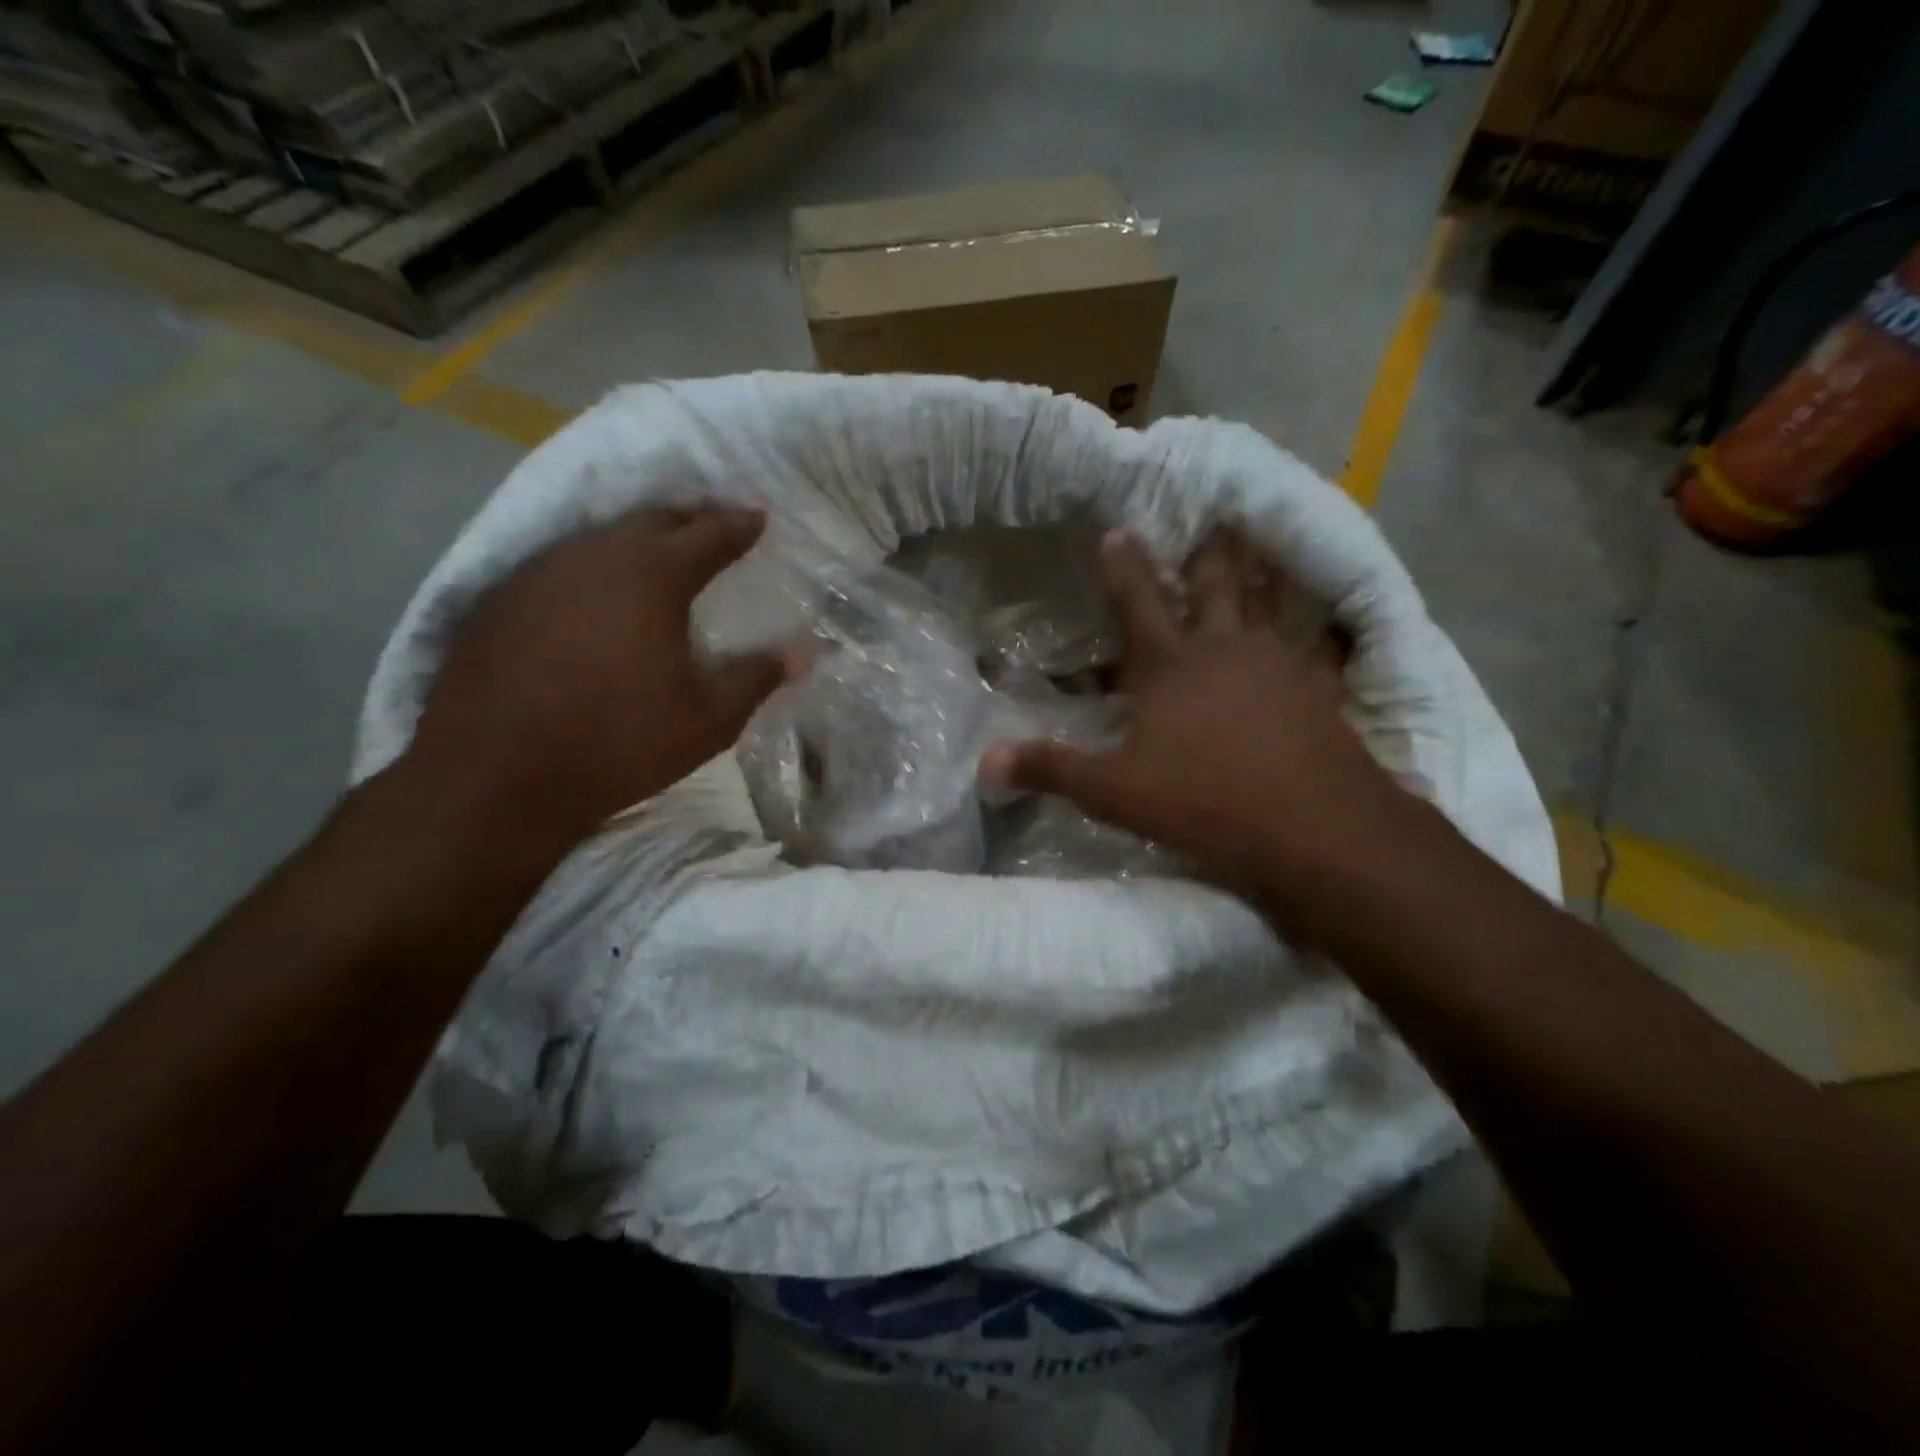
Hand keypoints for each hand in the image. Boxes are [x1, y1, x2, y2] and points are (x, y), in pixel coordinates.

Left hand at [404, 507, 785, 846]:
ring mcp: (538, 572)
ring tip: (660, 551)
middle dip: (690, 518)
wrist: (496, 776)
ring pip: (600, 536)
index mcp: (651, 576)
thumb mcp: (708, 718)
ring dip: (637, 538)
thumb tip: (804, 652)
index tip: (759, 516)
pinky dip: (592, 565)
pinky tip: (595, 591)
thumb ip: (757, 677)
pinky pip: (560, 563)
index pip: (708, 534)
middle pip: (652, 519)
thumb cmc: (618, 742)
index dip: (738, 524)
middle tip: (715, 524)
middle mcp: (593, 555)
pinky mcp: (499, 598)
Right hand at [980, 530, 1403, 892]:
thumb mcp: (1114, 791)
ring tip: (1260, 550)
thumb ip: (1052, 769)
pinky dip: (1325, 635)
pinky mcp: (1320, 691)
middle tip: (1215, 520)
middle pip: (1215, 586)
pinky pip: (1324, 652)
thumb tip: (985, 762)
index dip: (1124, 565)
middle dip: (1208, 554)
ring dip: (1261, 577)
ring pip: (1268, 605)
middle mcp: (1225, 650)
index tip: (1118, 530)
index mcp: (1170, 666)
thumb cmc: (1203, 801)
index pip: (1138, 602)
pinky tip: (1332, 628)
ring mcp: (1279, 666)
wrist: (1311, 827)